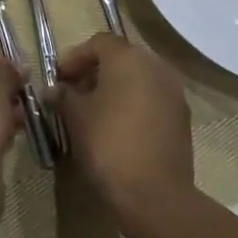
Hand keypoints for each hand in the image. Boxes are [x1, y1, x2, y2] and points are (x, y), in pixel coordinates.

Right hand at [58, 35, 192, 213]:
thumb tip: (55, 90)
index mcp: (128, 58)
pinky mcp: (182, 118)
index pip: (99, 42)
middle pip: (121, 58)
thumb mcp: (76, 117)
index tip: (60, 79)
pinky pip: (153, 99)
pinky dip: (134, 104)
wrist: (155, 194)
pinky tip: (119, 128)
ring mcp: (174, 92)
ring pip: (139, 79)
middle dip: (96, 71)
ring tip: (95, 112)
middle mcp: (156, 67)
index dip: (76, 57)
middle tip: (75, 93)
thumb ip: (63, 96)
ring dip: (116, 88)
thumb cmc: (108, 145)